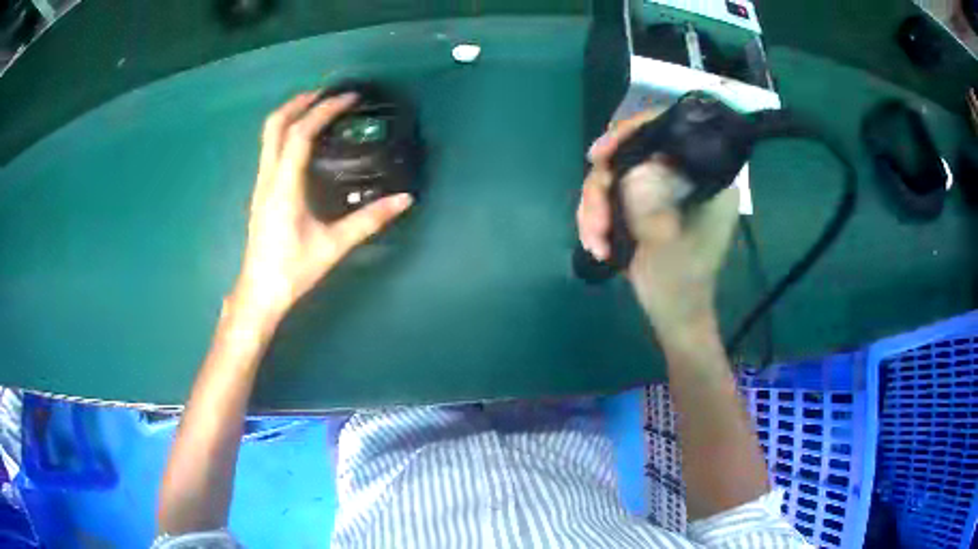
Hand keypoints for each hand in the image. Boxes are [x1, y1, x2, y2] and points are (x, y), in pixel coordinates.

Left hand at [233, 92, 412, 320]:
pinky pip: (270, 148)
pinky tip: (304, 140)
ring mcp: (261, 183)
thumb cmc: (292, 270)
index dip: (324, 110)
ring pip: (269, 135)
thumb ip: (369, 221)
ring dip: (291, 114)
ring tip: (317, 108)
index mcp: (284, 186)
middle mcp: (268, 177)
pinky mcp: (261, 191)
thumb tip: (404, 200)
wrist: (259, 292)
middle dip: (300, 101)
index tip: (348, 98)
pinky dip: (287, 131)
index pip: (300, 134)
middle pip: (275, 124)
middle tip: (328, 93)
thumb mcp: (333, 246)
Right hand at [576, 111, 739, 335]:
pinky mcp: (644, 203)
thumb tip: (628, 169)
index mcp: (706, 176)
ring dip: (595, 208)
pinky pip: (609, 194)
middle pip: (632, 153)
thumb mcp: (667, 243)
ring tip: (593, 241)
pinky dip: (596, 217)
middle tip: (593, 217)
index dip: (631, 133)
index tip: (601, 155)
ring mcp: (662, 189)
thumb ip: (650, 204)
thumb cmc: (681, 284)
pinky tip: (595, 244)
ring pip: (614, 176)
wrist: (673, 314)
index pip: (669, 131)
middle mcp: (684, 174)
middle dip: (604, 186)